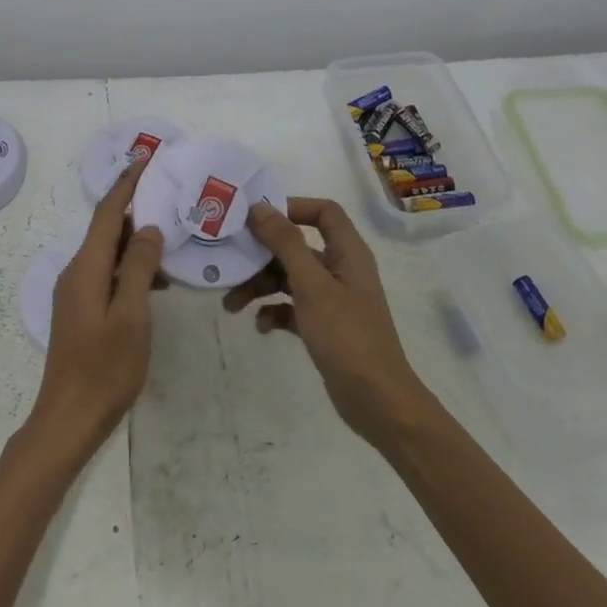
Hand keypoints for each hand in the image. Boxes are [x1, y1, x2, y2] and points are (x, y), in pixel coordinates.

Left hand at [24, 163, 165, 467]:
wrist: (68, 418)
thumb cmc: (105, 368)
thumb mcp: (132, 316)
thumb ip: (140, 269)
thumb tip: (149, 228)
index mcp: (87, 268)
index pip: (108, 213)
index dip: (127, 184)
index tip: (146, 159)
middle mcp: (76, 273)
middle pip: (107, 229)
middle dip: (136, 209)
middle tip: (171, 196)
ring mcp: (76, 293)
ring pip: (109, 253)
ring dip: (137, 243)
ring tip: (173, 237)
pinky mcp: (81, 310)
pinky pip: (108, 275)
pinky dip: (131, 268)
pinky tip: (158, 281)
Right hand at [224, 197, 435, 444]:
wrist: (375, 399)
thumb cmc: (346, 335)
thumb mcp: (311, 285)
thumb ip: (285, 243)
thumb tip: (259, 207)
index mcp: (348, 252)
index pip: (324, 212)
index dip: (292, 207)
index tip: (256, 218)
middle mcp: (341, 270)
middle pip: (297, 247)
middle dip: (262, 255)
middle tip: (230, 262)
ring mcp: (333, 299)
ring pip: (290, 279)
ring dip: (260, 287)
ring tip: (231, 305)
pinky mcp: (324, 326)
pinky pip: (292, 307)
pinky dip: (274, 312)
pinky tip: (261, 326)